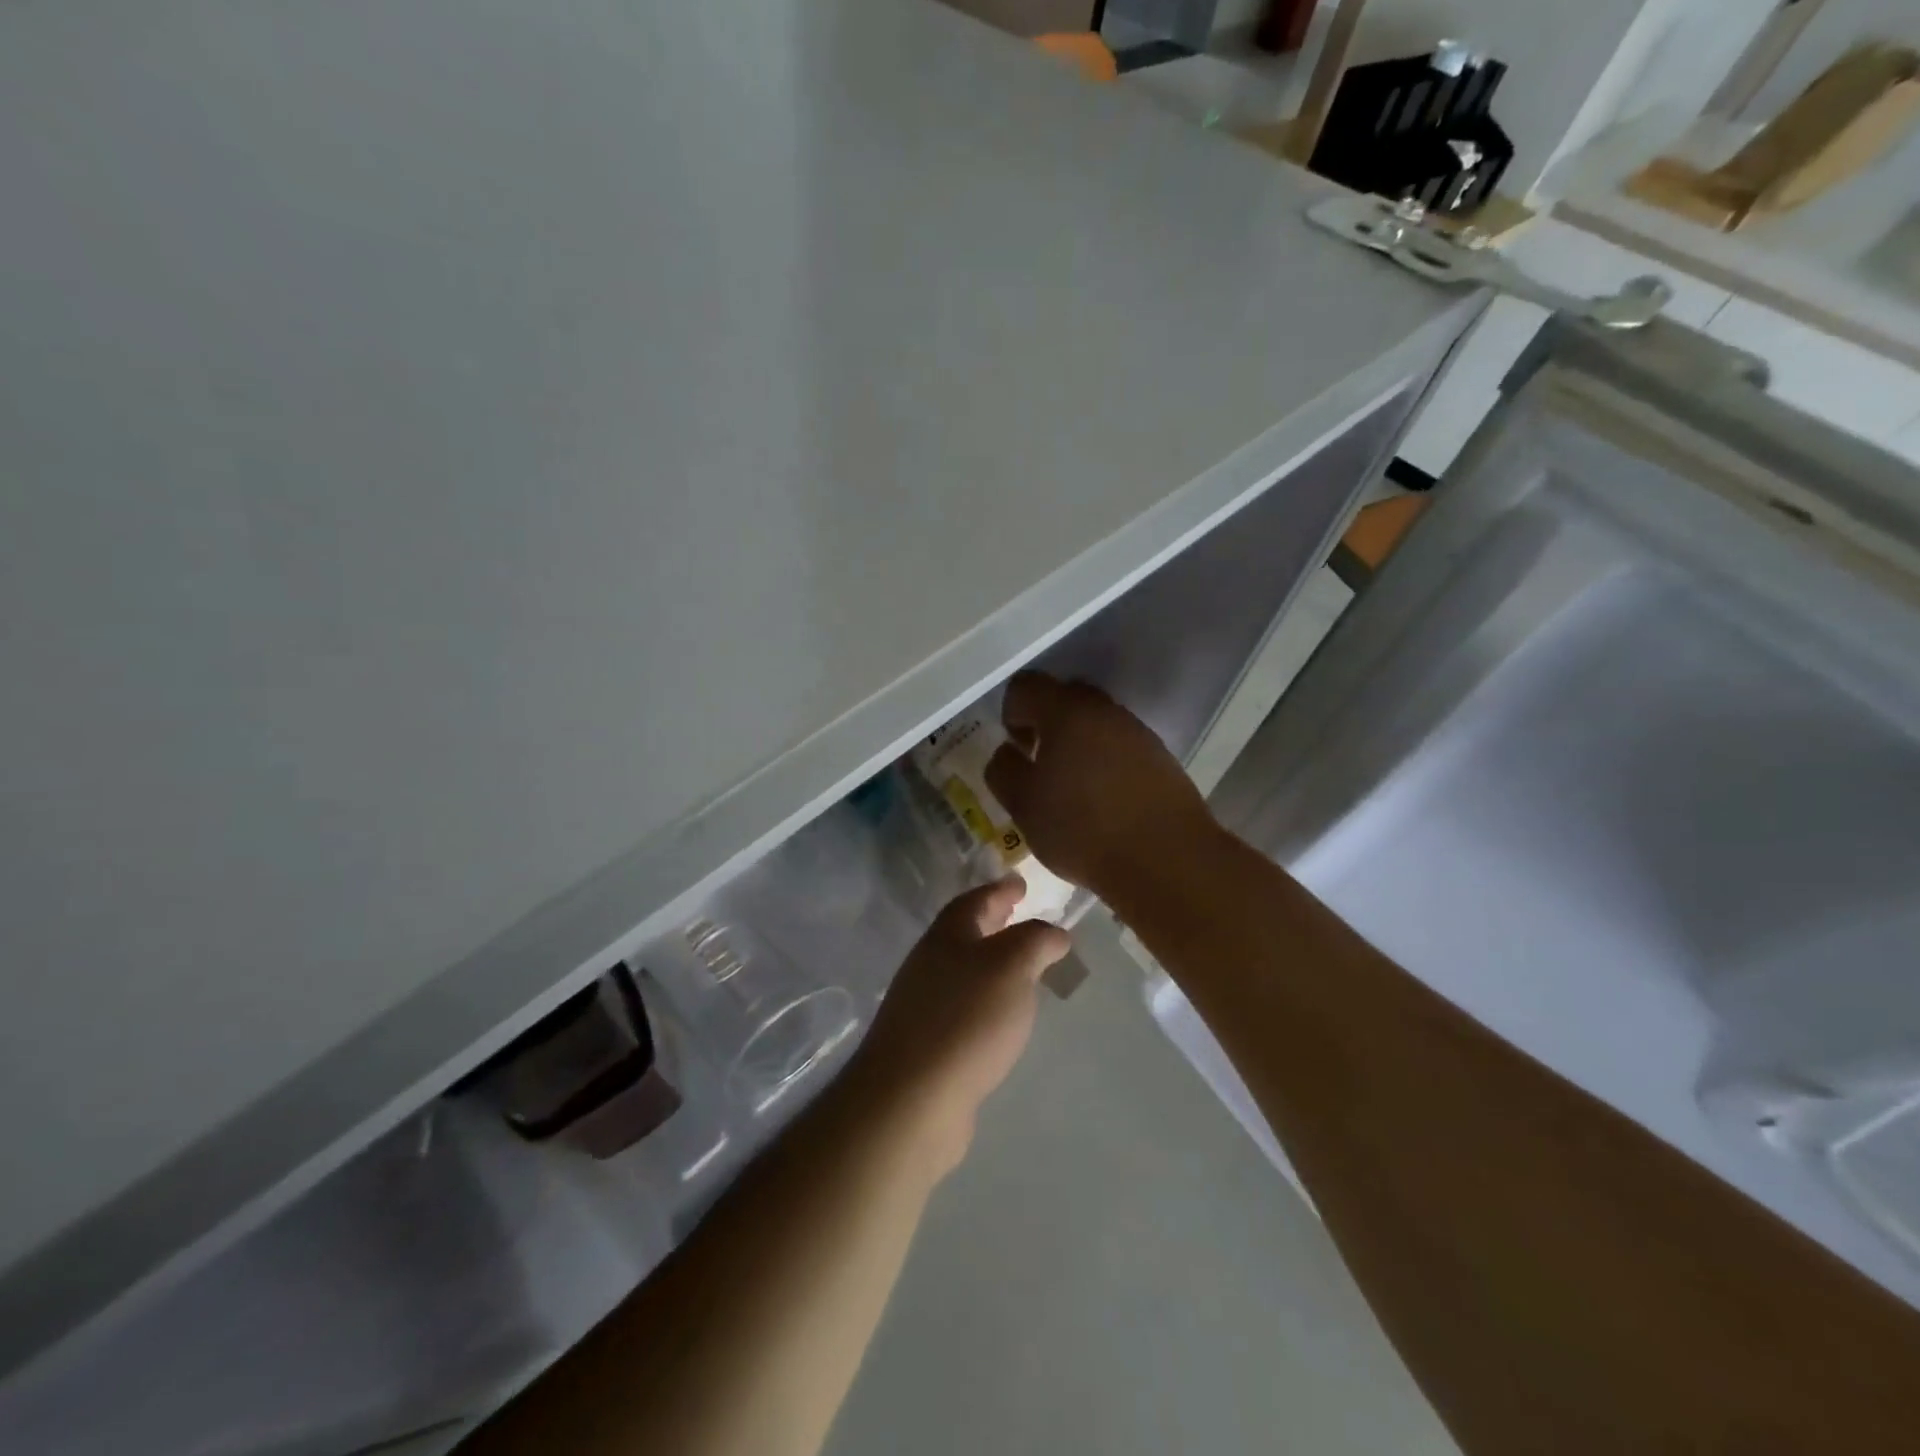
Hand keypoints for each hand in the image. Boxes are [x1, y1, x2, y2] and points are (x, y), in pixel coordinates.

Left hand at [843, 877, 1070, 1177]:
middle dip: (993, 923)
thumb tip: (1055, 933)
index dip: (1000, 889)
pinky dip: (984, 1001)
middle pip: (964, 933)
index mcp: (947, 936)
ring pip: (963, 970)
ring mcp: (923, 1004)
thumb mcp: (1012, 966)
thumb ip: (1036, 941)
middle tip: (1021, 916)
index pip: (975, 900)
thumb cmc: (967, 1018)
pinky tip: (1001, 1018)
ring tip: (1021, 969)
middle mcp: (929, 963)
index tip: (1021, 884)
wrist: (912, 1097)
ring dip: (990, 963)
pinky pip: (962, 1007)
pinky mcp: (926, 1043)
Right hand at [985, 672, 1219, 903]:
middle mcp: (1104, 711)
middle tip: (1040, 765)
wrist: (1166, 859)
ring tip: (1072, 788)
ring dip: (1077, 743)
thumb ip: (1004, 770)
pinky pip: (1121, 745)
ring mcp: (1137, 732)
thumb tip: (1007, 752)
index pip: (1026, 686)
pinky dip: (1105, 761)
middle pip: (1065, 698)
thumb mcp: (1023, 805)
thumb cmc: (1082, 829)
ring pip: (1096, 723)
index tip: (1016, 749)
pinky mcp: (1160, 757)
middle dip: (1046, 724)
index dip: (1011, 712)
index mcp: (1066, 712)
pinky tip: (1103, 800)